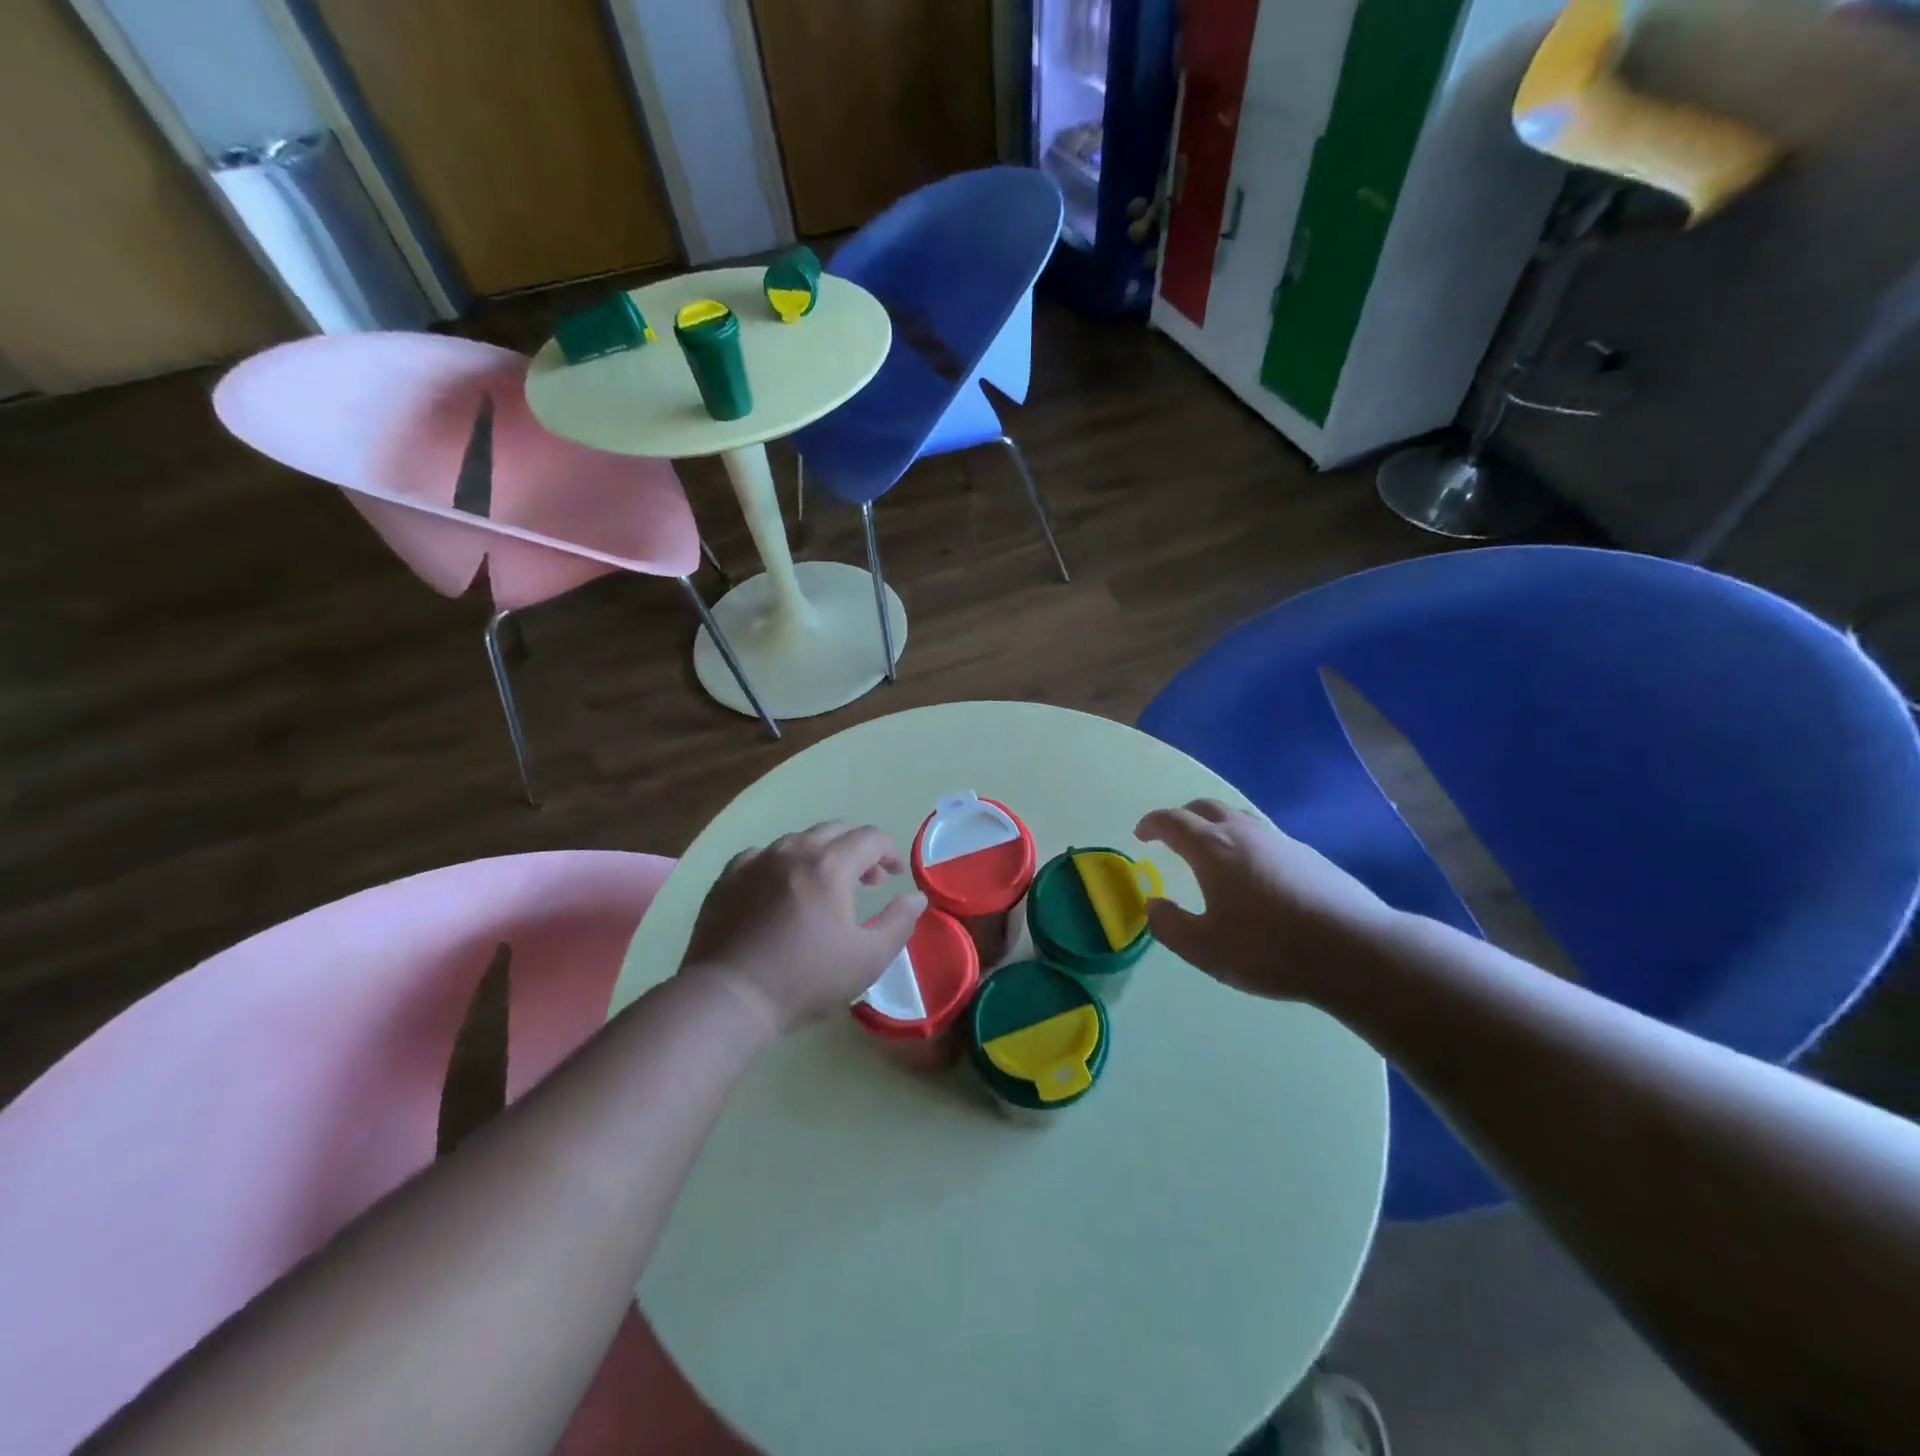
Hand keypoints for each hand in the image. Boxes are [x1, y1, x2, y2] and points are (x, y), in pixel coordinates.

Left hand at [680, 822, 926, 1036]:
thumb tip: (916, 898)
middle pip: (835, 831)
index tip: (894, 876)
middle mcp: (793, 850)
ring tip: (824, 888)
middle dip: (858, 850)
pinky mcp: (729, 876)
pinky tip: (780, 891)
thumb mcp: (867, 959)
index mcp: (830, 865)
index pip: (870, 838)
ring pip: (799, 840)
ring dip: (821, 855)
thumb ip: (898, 923)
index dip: (889, 852)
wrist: (728, 997)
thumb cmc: (805, 979)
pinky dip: (783, 865)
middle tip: (867, 882)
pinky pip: (764, 855)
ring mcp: (756, 860)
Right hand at [1136, 799, 1398, 1001]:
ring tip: (1211, 852)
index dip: (1151, 824)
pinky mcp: (1308, 854)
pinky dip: (1245, 843)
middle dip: (1182, 817)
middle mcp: (1243, 833)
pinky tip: (1254, 875)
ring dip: (1215, 826)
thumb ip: (1169, 926)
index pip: (1171, 821)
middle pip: (1205, 807)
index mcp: (1211, 849)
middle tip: (1171, 837)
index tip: (1141, 835)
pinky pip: (1264, 836)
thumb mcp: (1205, 949)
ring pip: (1238, 817)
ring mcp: (1279, 840)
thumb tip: (1154, 905)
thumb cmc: (1269, 949)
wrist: (1355, 950)